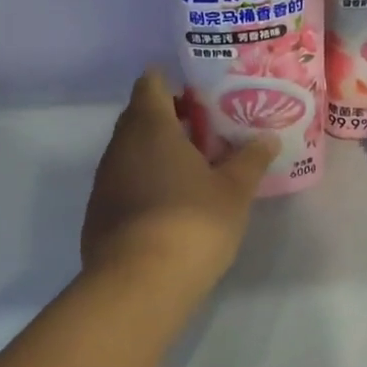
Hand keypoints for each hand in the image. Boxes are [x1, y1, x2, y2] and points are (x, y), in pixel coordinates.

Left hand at [82, 69, 274, 302]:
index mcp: (151, 127)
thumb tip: (267, 138)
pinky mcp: (99, 213)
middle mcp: (120, 146)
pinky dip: (145, 182)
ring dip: (157, 153)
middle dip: (169, 118)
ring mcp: (104, 180)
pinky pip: (124, 182)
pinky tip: (170, 205)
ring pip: (131, 152)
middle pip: (139, 117)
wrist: (139, 284)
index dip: (172, 83)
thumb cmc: (192, 223)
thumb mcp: (234, 191)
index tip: (200, 94)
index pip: (151, 84)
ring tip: (194, 169)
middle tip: (206, 132)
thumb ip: (250, 160)